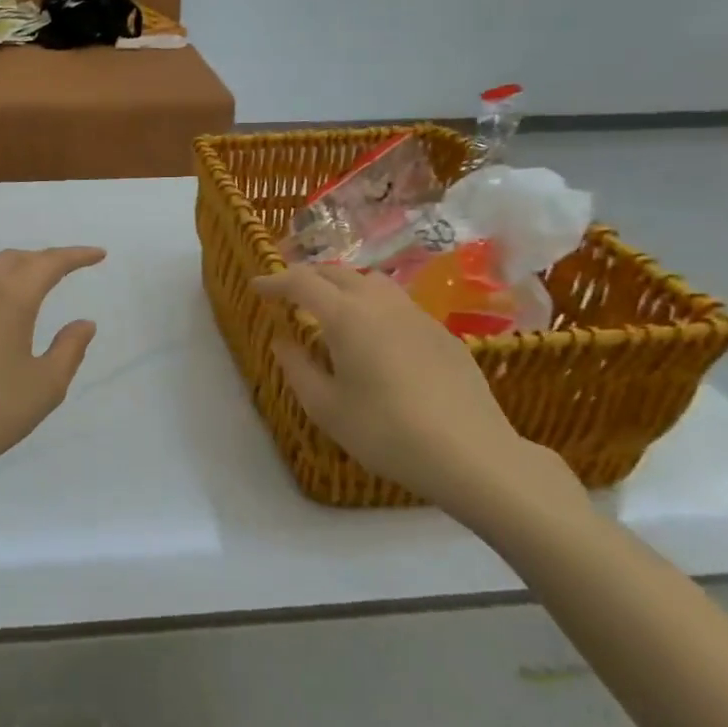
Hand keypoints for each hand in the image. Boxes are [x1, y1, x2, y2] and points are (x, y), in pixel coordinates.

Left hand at [0, 247, 105, 510]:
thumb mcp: (44, 387)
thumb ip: (69, 349)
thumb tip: (83, 323)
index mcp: (8, 300)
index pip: (47, 264)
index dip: (75, 256)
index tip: (98, 254)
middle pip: (12, 260)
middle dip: (42, 259)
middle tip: (65, 270)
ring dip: (13, 277)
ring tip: (32, 295)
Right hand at [254, 265, 581, 526]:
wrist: (471, 453)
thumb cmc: (386, 431)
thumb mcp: (326, 407)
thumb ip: (297, 367)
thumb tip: (282, 341)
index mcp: (346, 317)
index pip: (301, 282)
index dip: (275, 281)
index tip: (257, 288)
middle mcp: (381, 304)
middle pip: (338, 273)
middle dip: (308, 278)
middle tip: (288, 294)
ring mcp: (417, 316)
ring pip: (372, 283)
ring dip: (343, 286)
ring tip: (331, 308)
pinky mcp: (443, 334)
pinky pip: (398, 305)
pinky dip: (373, 306)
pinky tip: (375, 336)